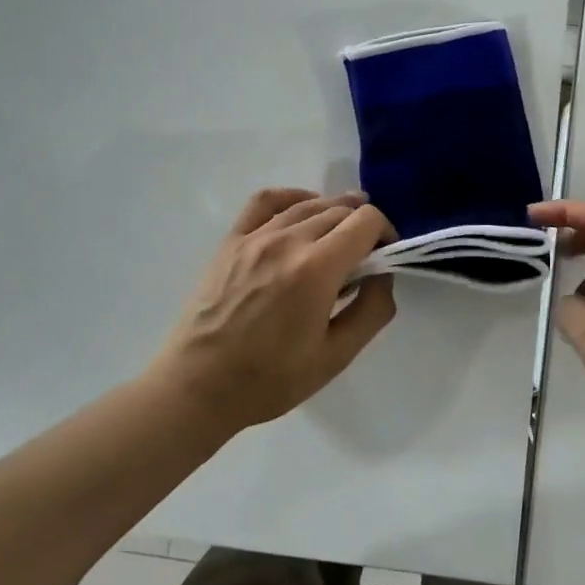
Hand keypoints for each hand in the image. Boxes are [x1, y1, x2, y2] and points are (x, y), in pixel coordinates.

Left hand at [149, 188, 396, 437]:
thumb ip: (371, 310)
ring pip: (308, 202)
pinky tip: (301, 212)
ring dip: (334, 211)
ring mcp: (255, 236)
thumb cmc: (270, 380)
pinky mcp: (231, 240)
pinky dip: (293, 197)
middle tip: (365, 256)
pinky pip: (266, 200)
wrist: (198, 387)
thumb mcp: (336, 357)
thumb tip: (383, 275)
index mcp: (316, 269)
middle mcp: (287, 240)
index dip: (386, 232)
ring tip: (340, 233)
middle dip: (363, 225)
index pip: (366, 221)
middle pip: (340, 209)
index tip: (386, 256)